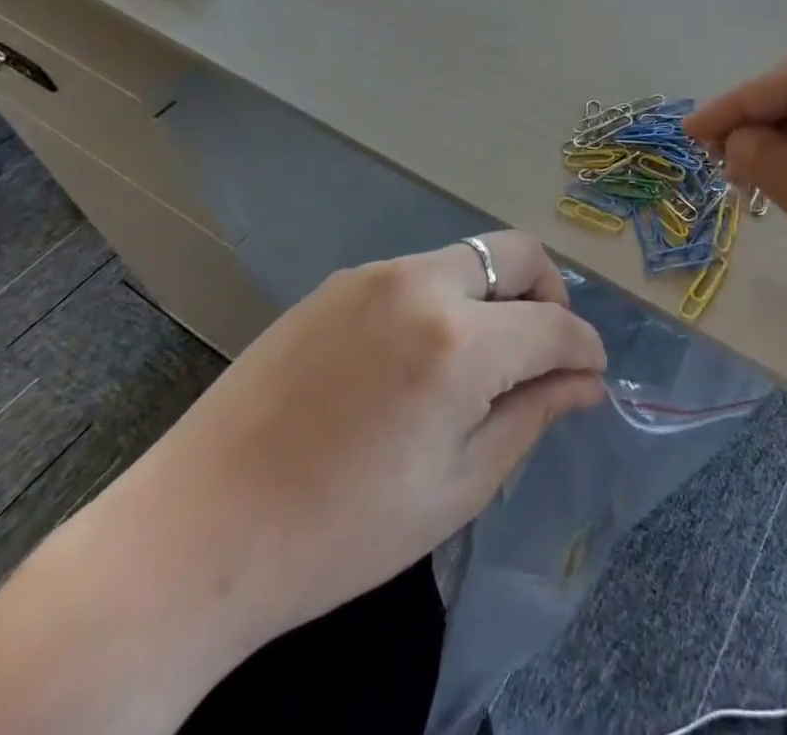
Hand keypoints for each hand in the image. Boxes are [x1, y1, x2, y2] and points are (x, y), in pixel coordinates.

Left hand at [81, 232, 606, 655]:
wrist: (196, 534)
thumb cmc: (341, 531)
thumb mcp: (457, 487)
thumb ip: (532, 416)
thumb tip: (586, 383)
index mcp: (459, 341)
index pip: (555, 324)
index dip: (585, 348)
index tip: (591, 373)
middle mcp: (422, 284)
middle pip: (516, 252)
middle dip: (548, 293)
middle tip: (544, 351)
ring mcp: (373, 275)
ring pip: (466, 258)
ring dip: (494, 295)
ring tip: (480, 361)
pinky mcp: (337, 283)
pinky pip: (416, 274)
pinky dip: (444, 300)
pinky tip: (417, 358)